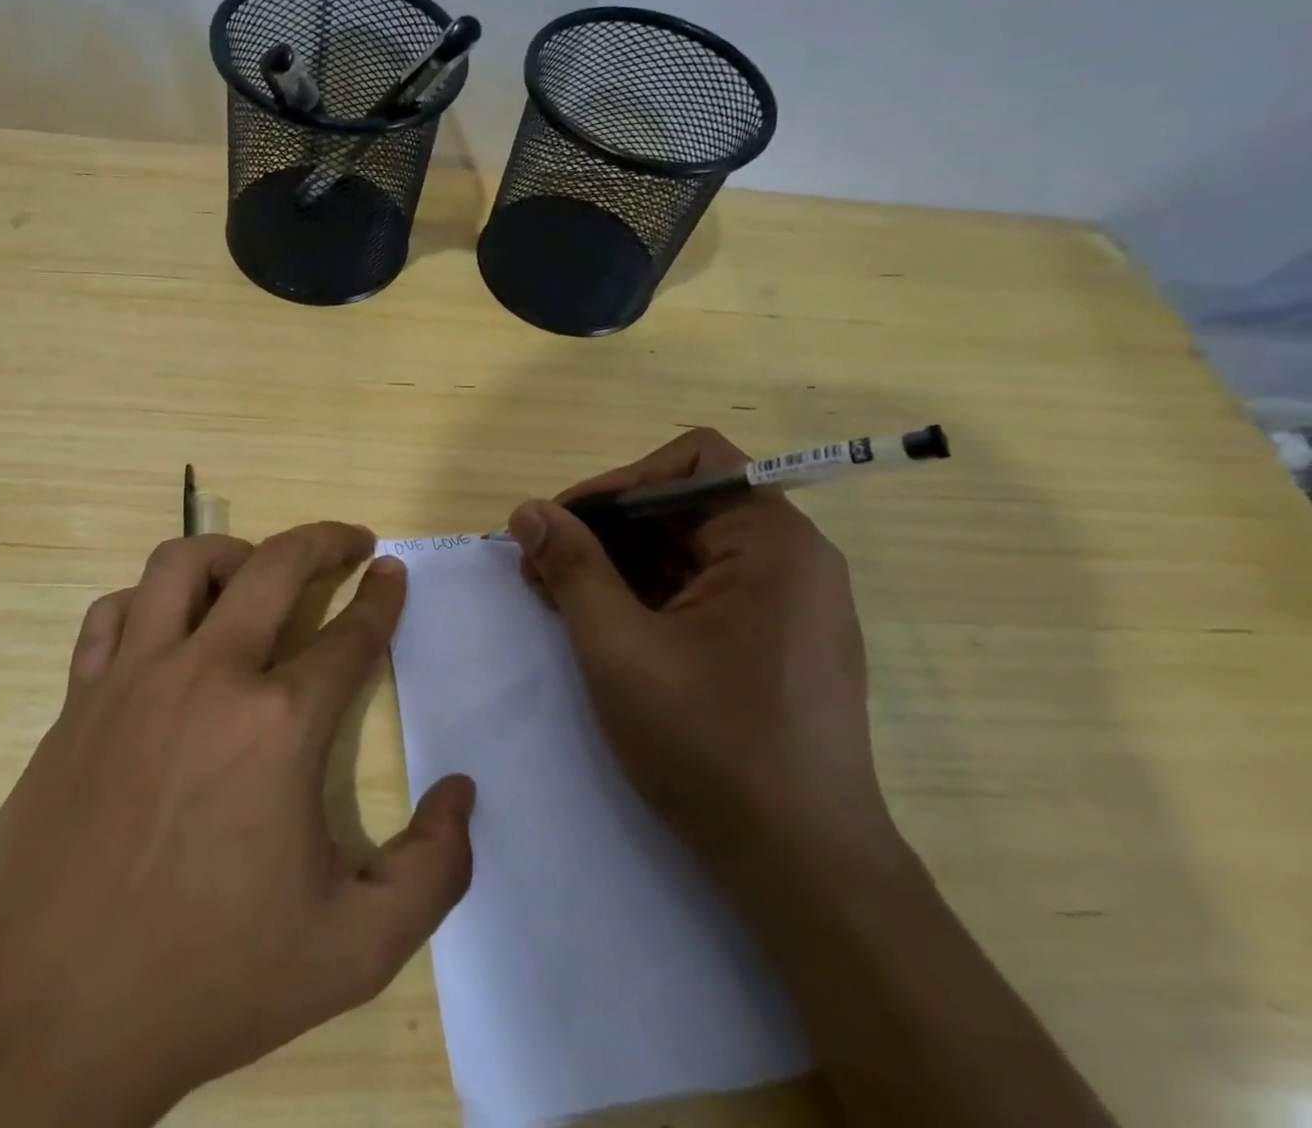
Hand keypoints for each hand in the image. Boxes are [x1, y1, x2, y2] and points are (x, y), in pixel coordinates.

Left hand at [0, 525, 474, 1127]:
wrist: (46, 1021)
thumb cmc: (208, 980)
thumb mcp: (354, 950)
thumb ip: (433, 870)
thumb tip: (462, 792)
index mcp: (279, 724)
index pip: (351, 633)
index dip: (382, 596)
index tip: (392, 571)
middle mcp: (208, 675)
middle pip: (276, 564)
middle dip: (325, 539)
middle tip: (351, 541)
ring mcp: (133, 678)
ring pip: (182, 563)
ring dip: (232, 553)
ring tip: (255, 574)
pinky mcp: (77, 698)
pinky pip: (112, 613)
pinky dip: (147, 602)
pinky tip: (165, 630)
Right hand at [506, 428, 891, 863]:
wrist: (803, 870)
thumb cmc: (709, 745)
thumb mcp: (619, 648)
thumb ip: (572, 567)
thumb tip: (528, 509)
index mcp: (771, 541)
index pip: (689, 462)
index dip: (618, 482)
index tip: (563, 523)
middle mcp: (792, 558)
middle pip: (684, 505)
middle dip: (606, 528)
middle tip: (540, 564)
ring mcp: (788, 603)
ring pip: (688, 549)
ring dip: (618, 562)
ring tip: (556, 594)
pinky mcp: (778, 641)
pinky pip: (703, 589)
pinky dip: (647, 594)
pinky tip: (599, 622)